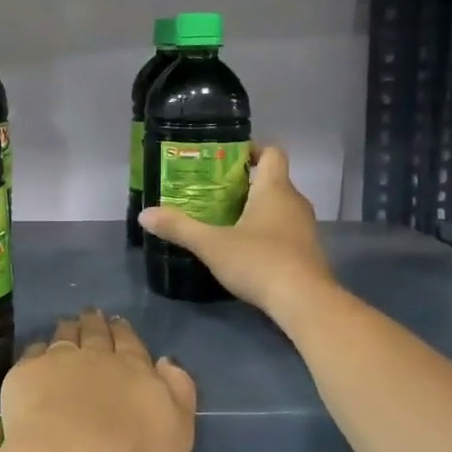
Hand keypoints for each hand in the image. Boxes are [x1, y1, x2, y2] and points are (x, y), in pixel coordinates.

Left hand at [0, 309, 196, 451]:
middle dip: (95, 322)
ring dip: (68, 328)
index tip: (118, 323)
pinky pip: (33, 353)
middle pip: (96, 333)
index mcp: (134, 370)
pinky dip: (37, 350)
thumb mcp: (177, 434)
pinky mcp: (26, 374)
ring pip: (64, 336)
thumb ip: (178, 393)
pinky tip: (36, 352)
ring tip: (67, 323)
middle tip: (92, 313)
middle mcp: (96, 357)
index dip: (124, 332)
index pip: (130, 343)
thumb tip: (166, 361)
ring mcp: (58, 361)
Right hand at [138, 145, 331, 317]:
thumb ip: (179, 228)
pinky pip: (284, 231)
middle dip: (244, 184)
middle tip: (212, 192)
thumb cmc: (259, 261)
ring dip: (254, 209)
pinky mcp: (306, 252)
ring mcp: (304, 229)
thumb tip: (145, 215)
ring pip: (278, 208)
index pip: (272, 153)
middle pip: (272, 181)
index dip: (252, 149)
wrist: (305, 302)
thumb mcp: (211, 245)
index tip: (226, 158)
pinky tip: (242, 249)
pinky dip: (265, 232)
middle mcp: (294, 202)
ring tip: (222, 220)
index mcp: (275, 190)